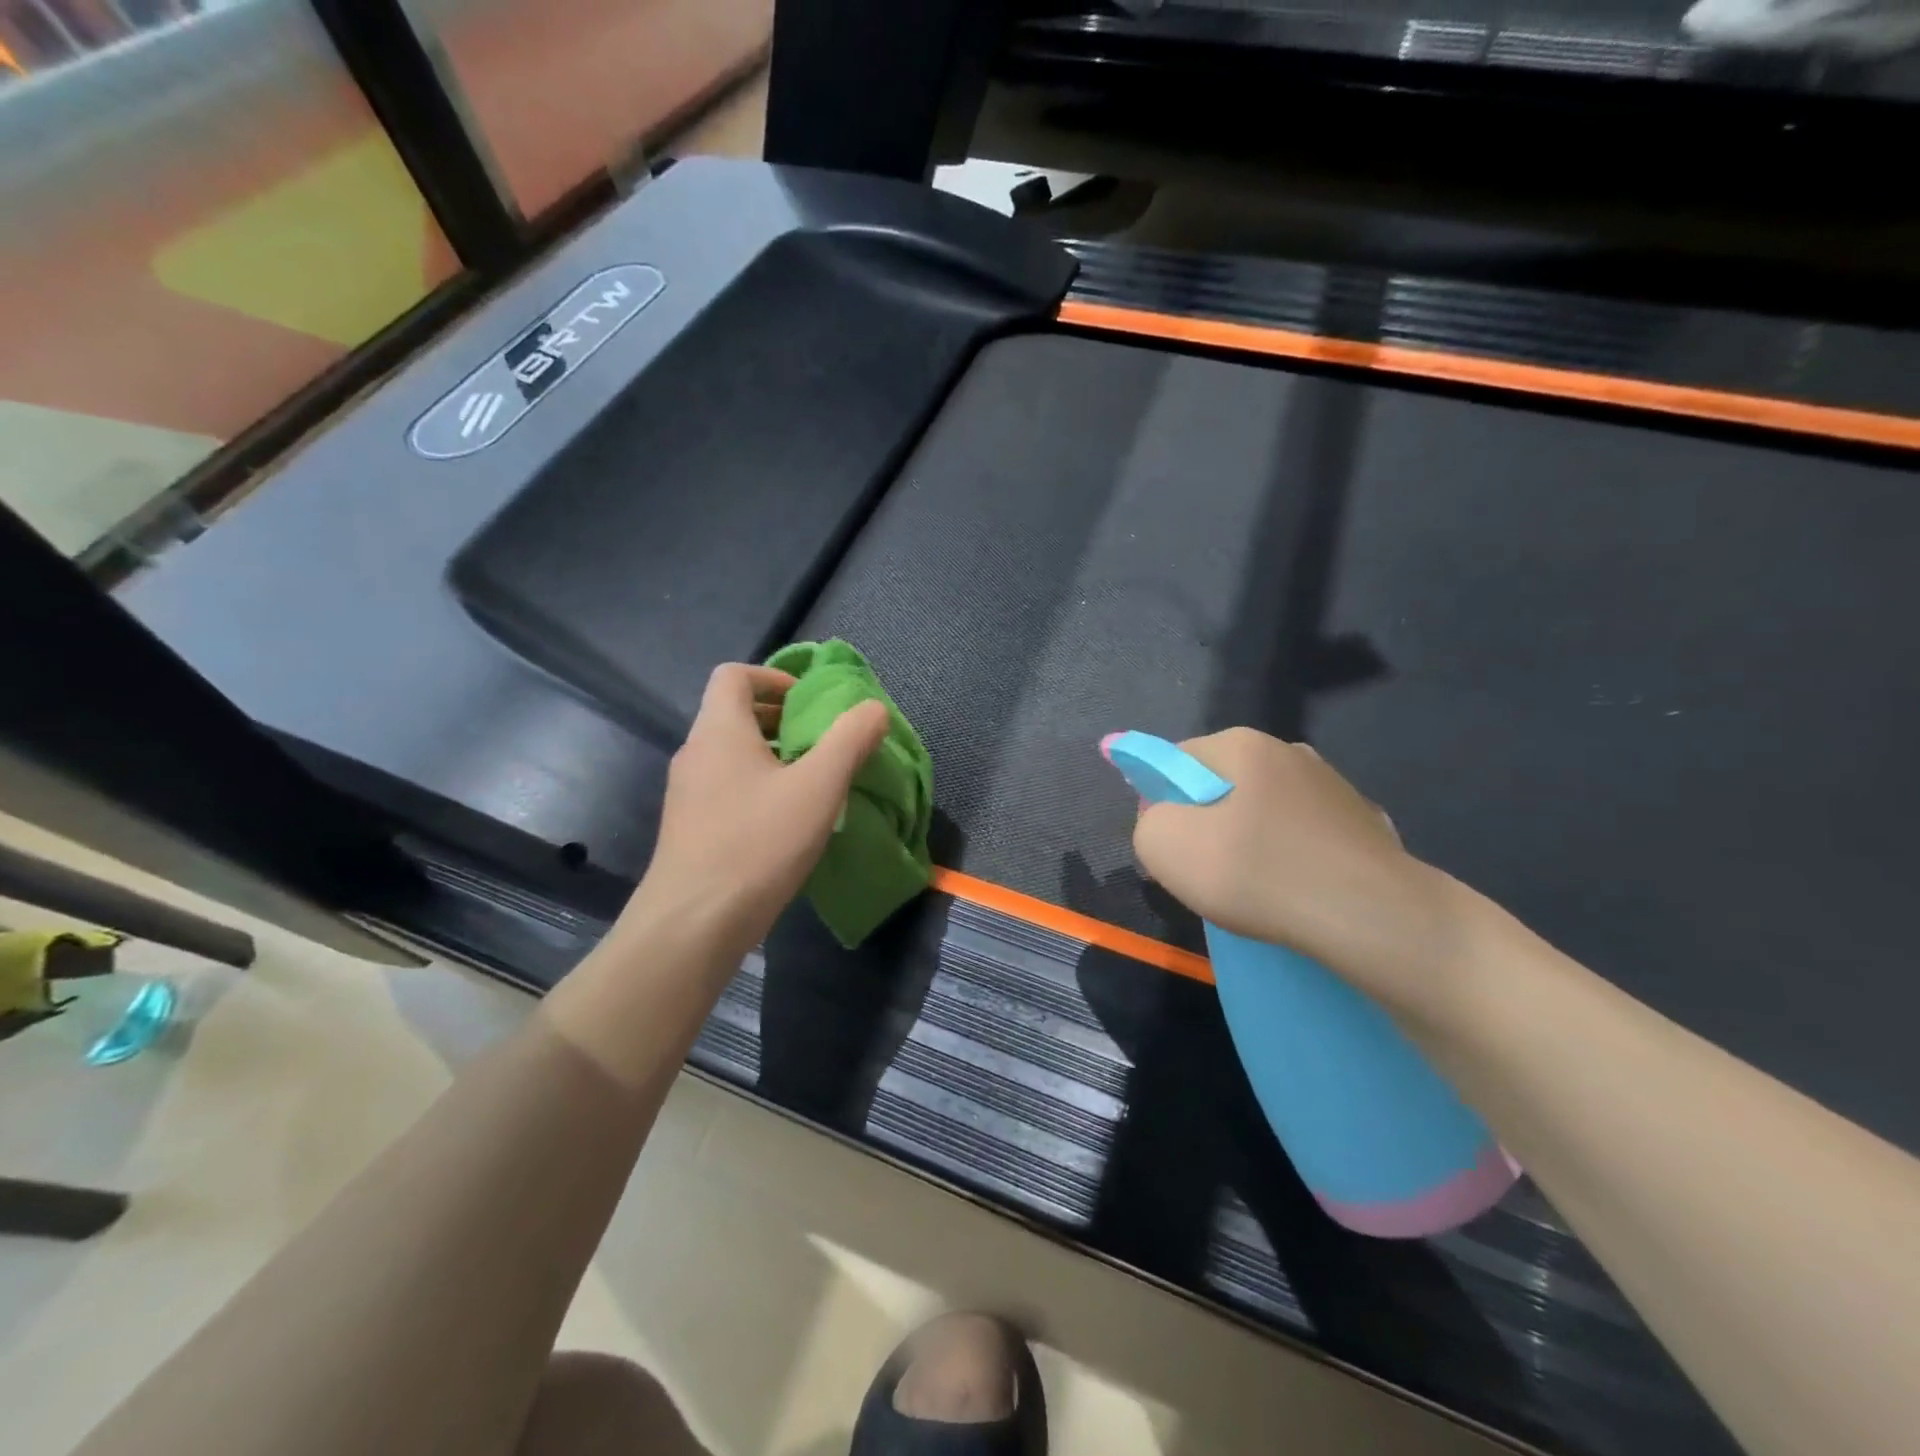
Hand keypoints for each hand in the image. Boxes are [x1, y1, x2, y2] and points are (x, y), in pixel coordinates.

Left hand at [618, 664, 888, 964]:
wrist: (693, 923)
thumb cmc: (758, 843)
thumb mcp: (818, 787)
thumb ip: (850, 740)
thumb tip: (872, 708)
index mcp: (719, 730)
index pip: (734, 675)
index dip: (774, 677)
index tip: (810, 702)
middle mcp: (695, 753)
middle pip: (733, 713)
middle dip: (780, 719)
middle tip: (820, 742)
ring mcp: (686, 793)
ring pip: (731, 754)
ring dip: (771, 755)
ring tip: (811, 781)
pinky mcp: (689, 827)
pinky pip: (725, 787)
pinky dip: (757, 786)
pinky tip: (785, 822)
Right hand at [1132, 728, 1466, 1021]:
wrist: (1372, 917)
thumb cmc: (1256, 871)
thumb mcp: (1163, 846)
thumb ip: (1147, 823)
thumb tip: (1167, 823)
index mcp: (1241, 744)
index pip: (1175, 761)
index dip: (1158, 803)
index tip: (1165, 849)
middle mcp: (1289, 752)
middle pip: (1220, 785)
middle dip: (1202, 824)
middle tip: (1202, 873)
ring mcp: (1333, 787)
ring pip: (1263, 812)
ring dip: (1246, 842)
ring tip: (1251, 890)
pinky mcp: (1364, 825)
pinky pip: (1302, 837)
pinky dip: (1288, 860)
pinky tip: (1292, 894)